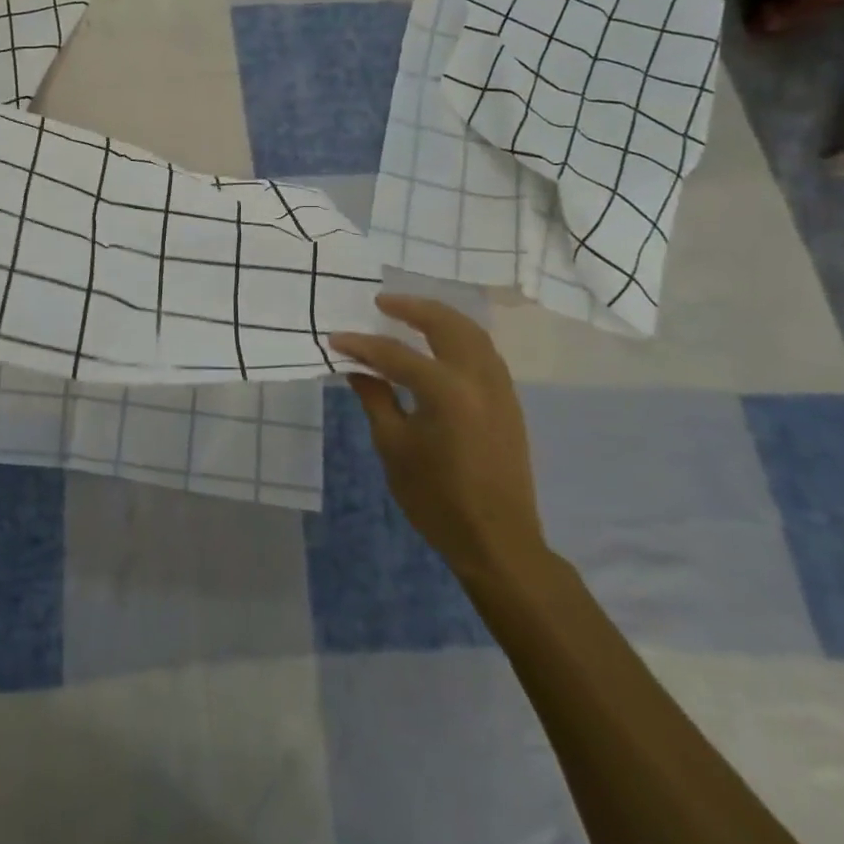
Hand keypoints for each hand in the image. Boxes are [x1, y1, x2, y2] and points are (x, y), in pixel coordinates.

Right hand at [329, 295, 548, 584]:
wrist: (497, 541)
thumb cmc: (436, 498)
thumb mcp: (394, 447)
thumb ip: (376, 399)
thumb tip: (358, 369)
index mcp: (446, 391)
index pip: (395, 355)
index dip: (361, 345)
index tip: (334, 339)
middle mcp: (478, 379)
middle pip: (447, 325)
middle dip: (412, 308)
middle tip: (381, 302)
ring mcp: (500, 389)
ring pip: (472, 334)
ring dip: (440, 317)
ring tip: (410, 313)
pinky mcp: (508, 402)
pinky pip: (484, 352)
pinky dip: (460, 336)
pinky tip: (440, 344)